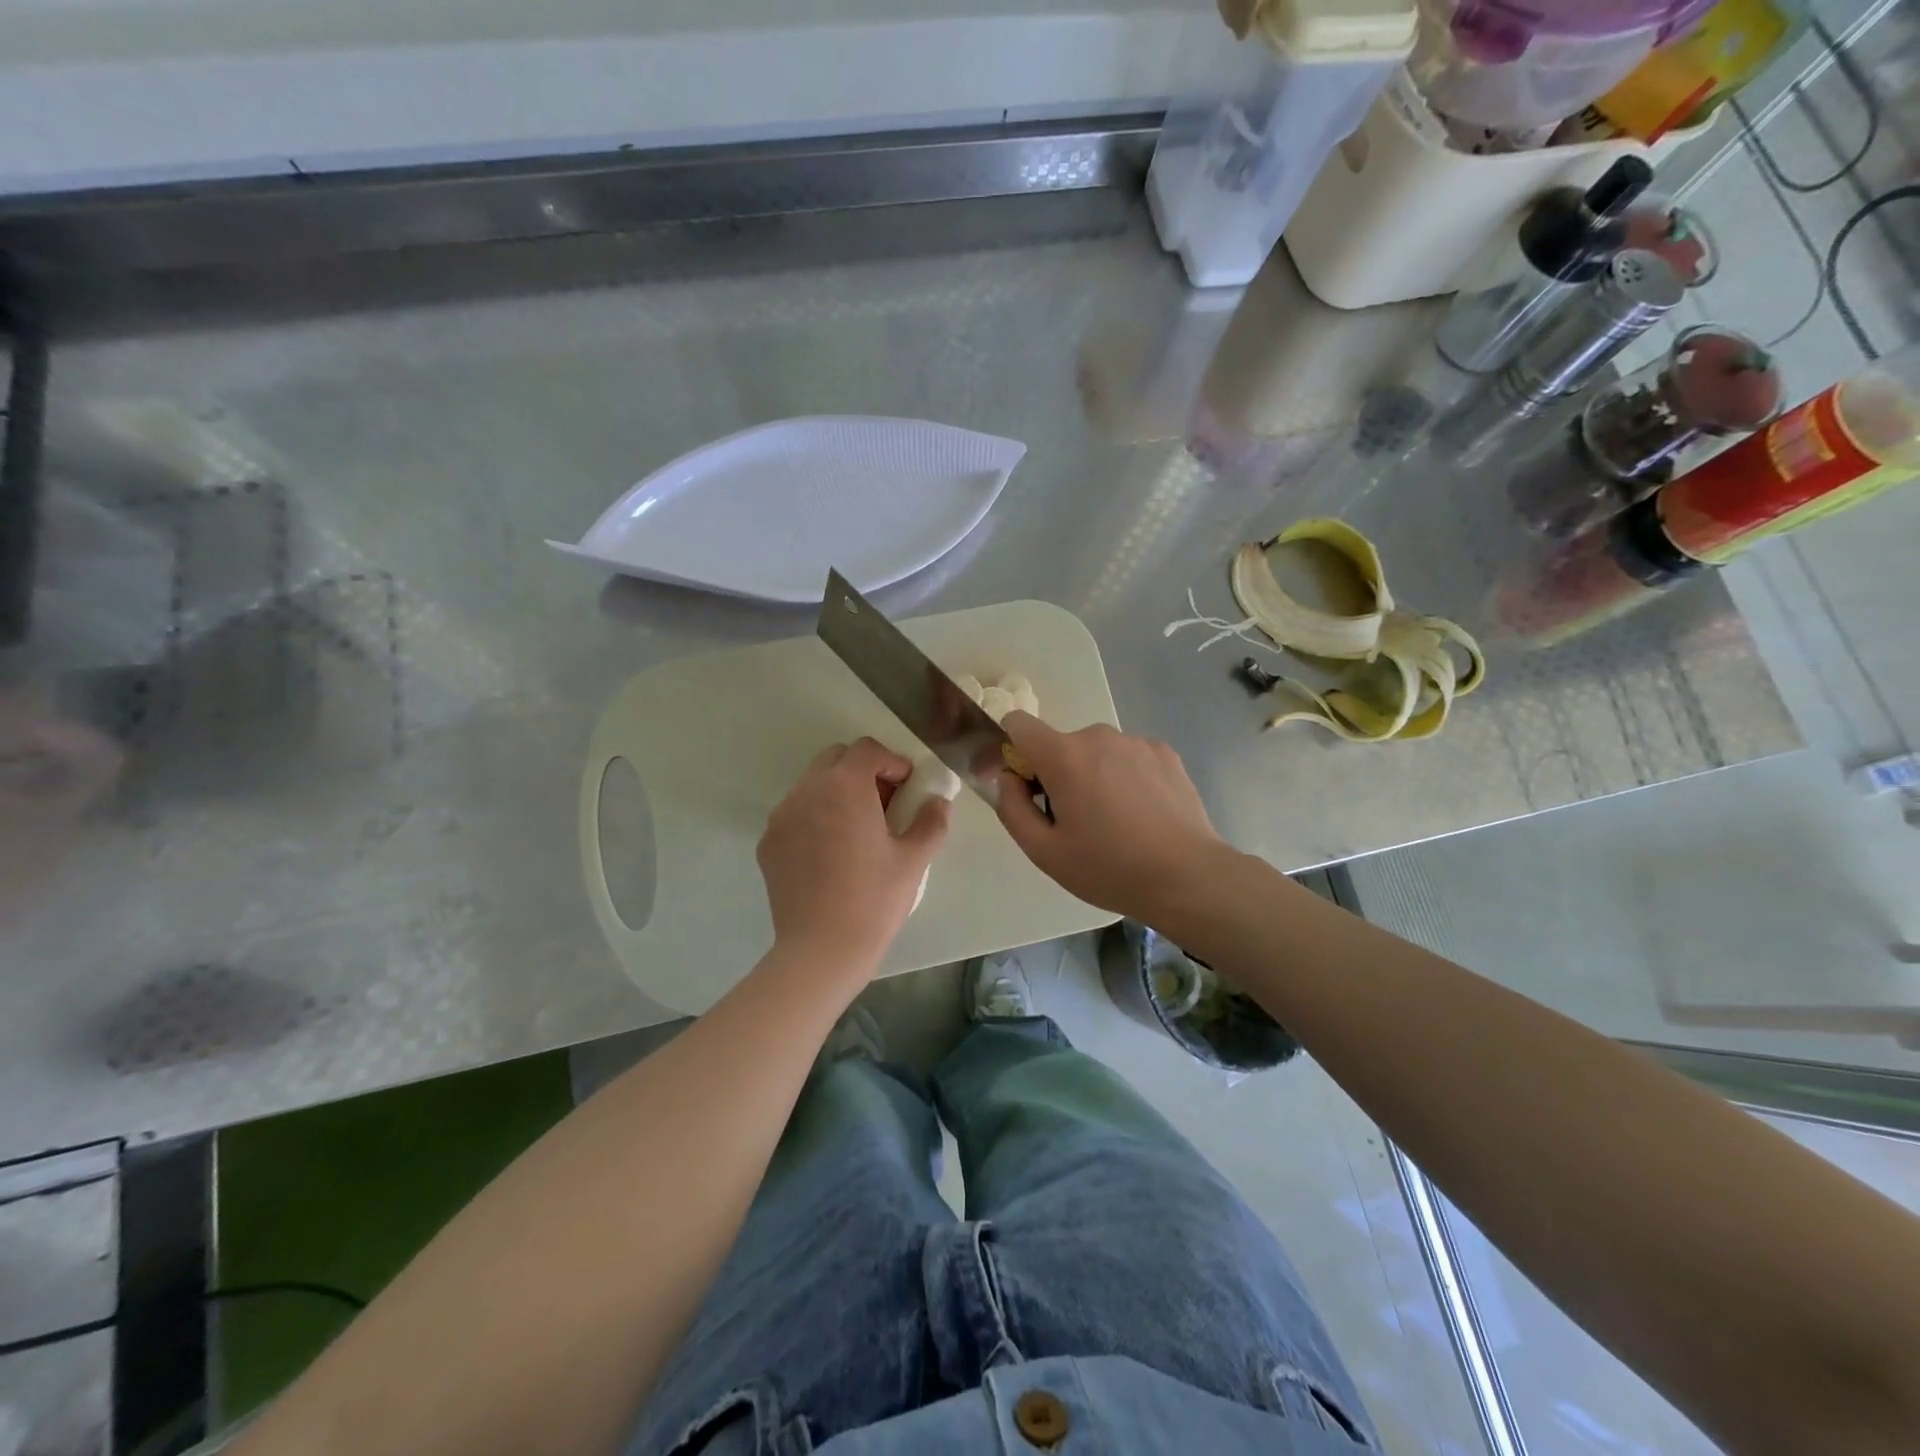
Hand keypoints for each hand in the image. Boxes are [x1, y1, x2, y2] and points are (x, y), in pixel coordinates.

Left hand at [757, 738, 951, 965]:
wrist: (821, 950)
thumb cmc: (874, 900)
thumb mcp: (913, 860)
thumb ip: (931, 821)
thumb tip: (939, 801)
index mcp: (844, 787)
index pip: (867, 749)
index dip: (892, 762)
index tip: (908, 788)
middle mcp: (807, 791)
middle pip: (836, 759)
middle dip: (863, 771)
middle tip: (885, 804)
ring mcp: (782, 817)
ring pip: (812, 784)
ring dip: (838, 792)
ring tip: (858, 829)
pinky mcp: (769, 843)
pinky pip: (796, 813)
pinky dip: (816, 817)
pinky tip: (831, 853)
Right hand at [995, 714, 1230, 924]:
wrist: (1187, 876)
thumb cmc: (1108, 867)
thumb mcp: (1044, 851)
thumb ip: (1011, 808)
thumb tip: (1007, 778)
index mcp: (1064, 755)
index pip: (1018, 724)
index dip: (1013, 750)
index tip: (1026, 785)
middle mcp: (1099, 736)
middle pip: (1060, 745)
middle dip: (1058, 775)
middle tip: (1076, 821)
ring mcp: (1136, 742)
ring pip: (1097, 753)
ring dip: (1094, 776)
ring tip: (1115, 822)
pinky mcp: (1165, 752)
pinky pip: (1128, 758)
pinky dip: (1125, 778)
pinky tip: (1142, 815)